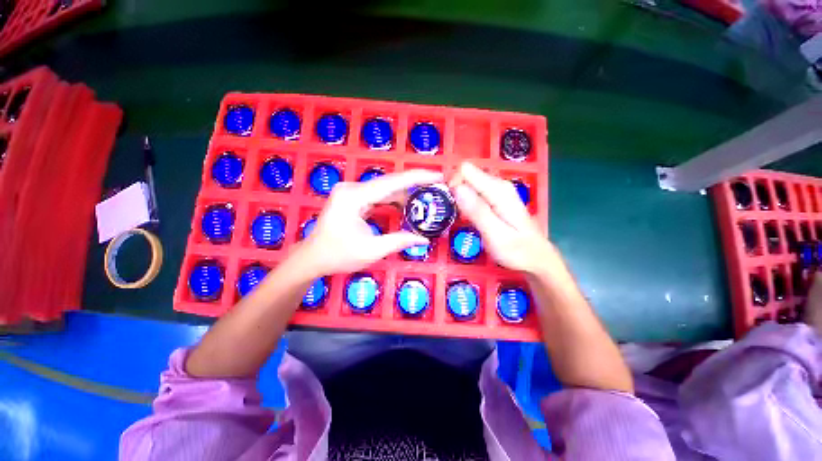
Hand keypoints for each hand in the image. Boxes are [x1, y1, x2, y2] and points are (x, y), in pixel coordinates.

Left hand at [296, 169, 442, 275]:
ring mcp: (351, 191)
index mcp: (354, 197)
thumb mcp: (371, 250)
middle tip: (436, 188)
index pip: (392, 182)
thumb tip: (423, 239)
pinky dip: (393, 200)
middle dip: (414, 185)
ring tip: (426, 198)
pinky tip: (406, 206)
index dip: (417, 178)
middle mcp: (352, 188)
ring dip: (404, 194)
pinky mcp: (352, 198)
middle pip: (389, 183)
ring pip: (385, 189)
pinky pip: (378, 195)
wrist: (312, 258)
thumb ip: (399, 241)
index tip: (438, 176)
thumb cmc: (338, 255)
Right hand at [450, 162, 552, 273]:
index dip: (453, 183)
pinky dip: (465, 200)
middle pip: (466, 174)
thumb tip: (457, 188)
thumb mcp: (495, 234)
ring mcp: (497, 191)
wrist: (536, 258)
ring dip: (458, 196)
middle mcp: (498, 185)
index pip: (466, 170)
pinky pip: (473, 192)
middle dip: (454, 189)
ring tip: (458, 215)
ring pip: (468, 183)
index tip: (449, 203)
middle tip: (452, 212)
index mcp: (498, 191)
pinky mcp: (495, 198)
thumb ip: (477, 211)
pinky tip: (466, 215)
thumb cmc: (518, 251)